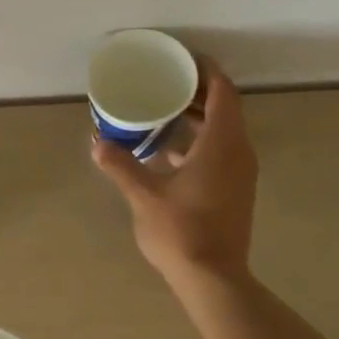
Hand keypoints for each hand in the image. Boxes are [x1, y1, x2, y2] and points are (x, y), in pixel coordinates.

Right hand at [93, 62, 258, 286]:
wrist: (214, 278)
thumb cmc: (181, 231)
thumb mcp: (144, 196)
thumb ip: (121, 166)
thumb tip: (98, 143)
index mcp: (222, 144)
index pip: (222, 92)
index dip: (205, 71)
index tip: (182, 60)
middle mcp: (239, 152)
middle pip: (224, 109)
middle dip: (197, 92)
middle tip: (165, 82)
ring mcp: (240, 173)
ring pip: (223, 132)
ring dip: (198, 119)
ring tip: (164, 111)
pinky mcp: (235, 190)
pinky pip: (221, 152)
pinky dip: (200, 143)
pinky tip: (169, 153)